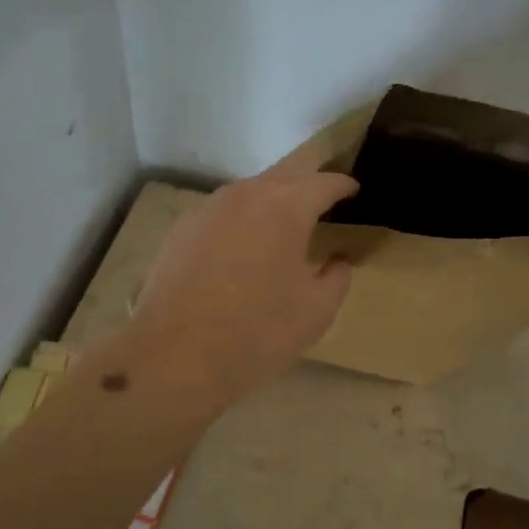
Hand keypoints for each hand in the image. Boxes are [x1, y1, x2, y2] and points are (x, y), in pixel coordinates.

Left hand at [125, 162, 358, 403]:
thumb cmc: (258, 331)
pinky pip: (224, 210)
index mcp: (287, 206)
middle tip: (324, 195)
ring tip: (285, 219)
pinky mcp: (182, 227)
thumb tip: (337, 261)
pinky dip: (242, 218)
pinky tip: (243, 242)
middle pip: (287, 173)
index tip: (353, 190)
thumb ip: (337, 277)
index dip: (343, 185)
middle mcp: (247, 194)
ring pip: (251, 189)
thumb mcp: (316, 311)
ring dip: (272, 197)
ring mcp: (210, 207)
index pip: (324, 182)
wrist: (175, 354)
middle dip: (308, 180)